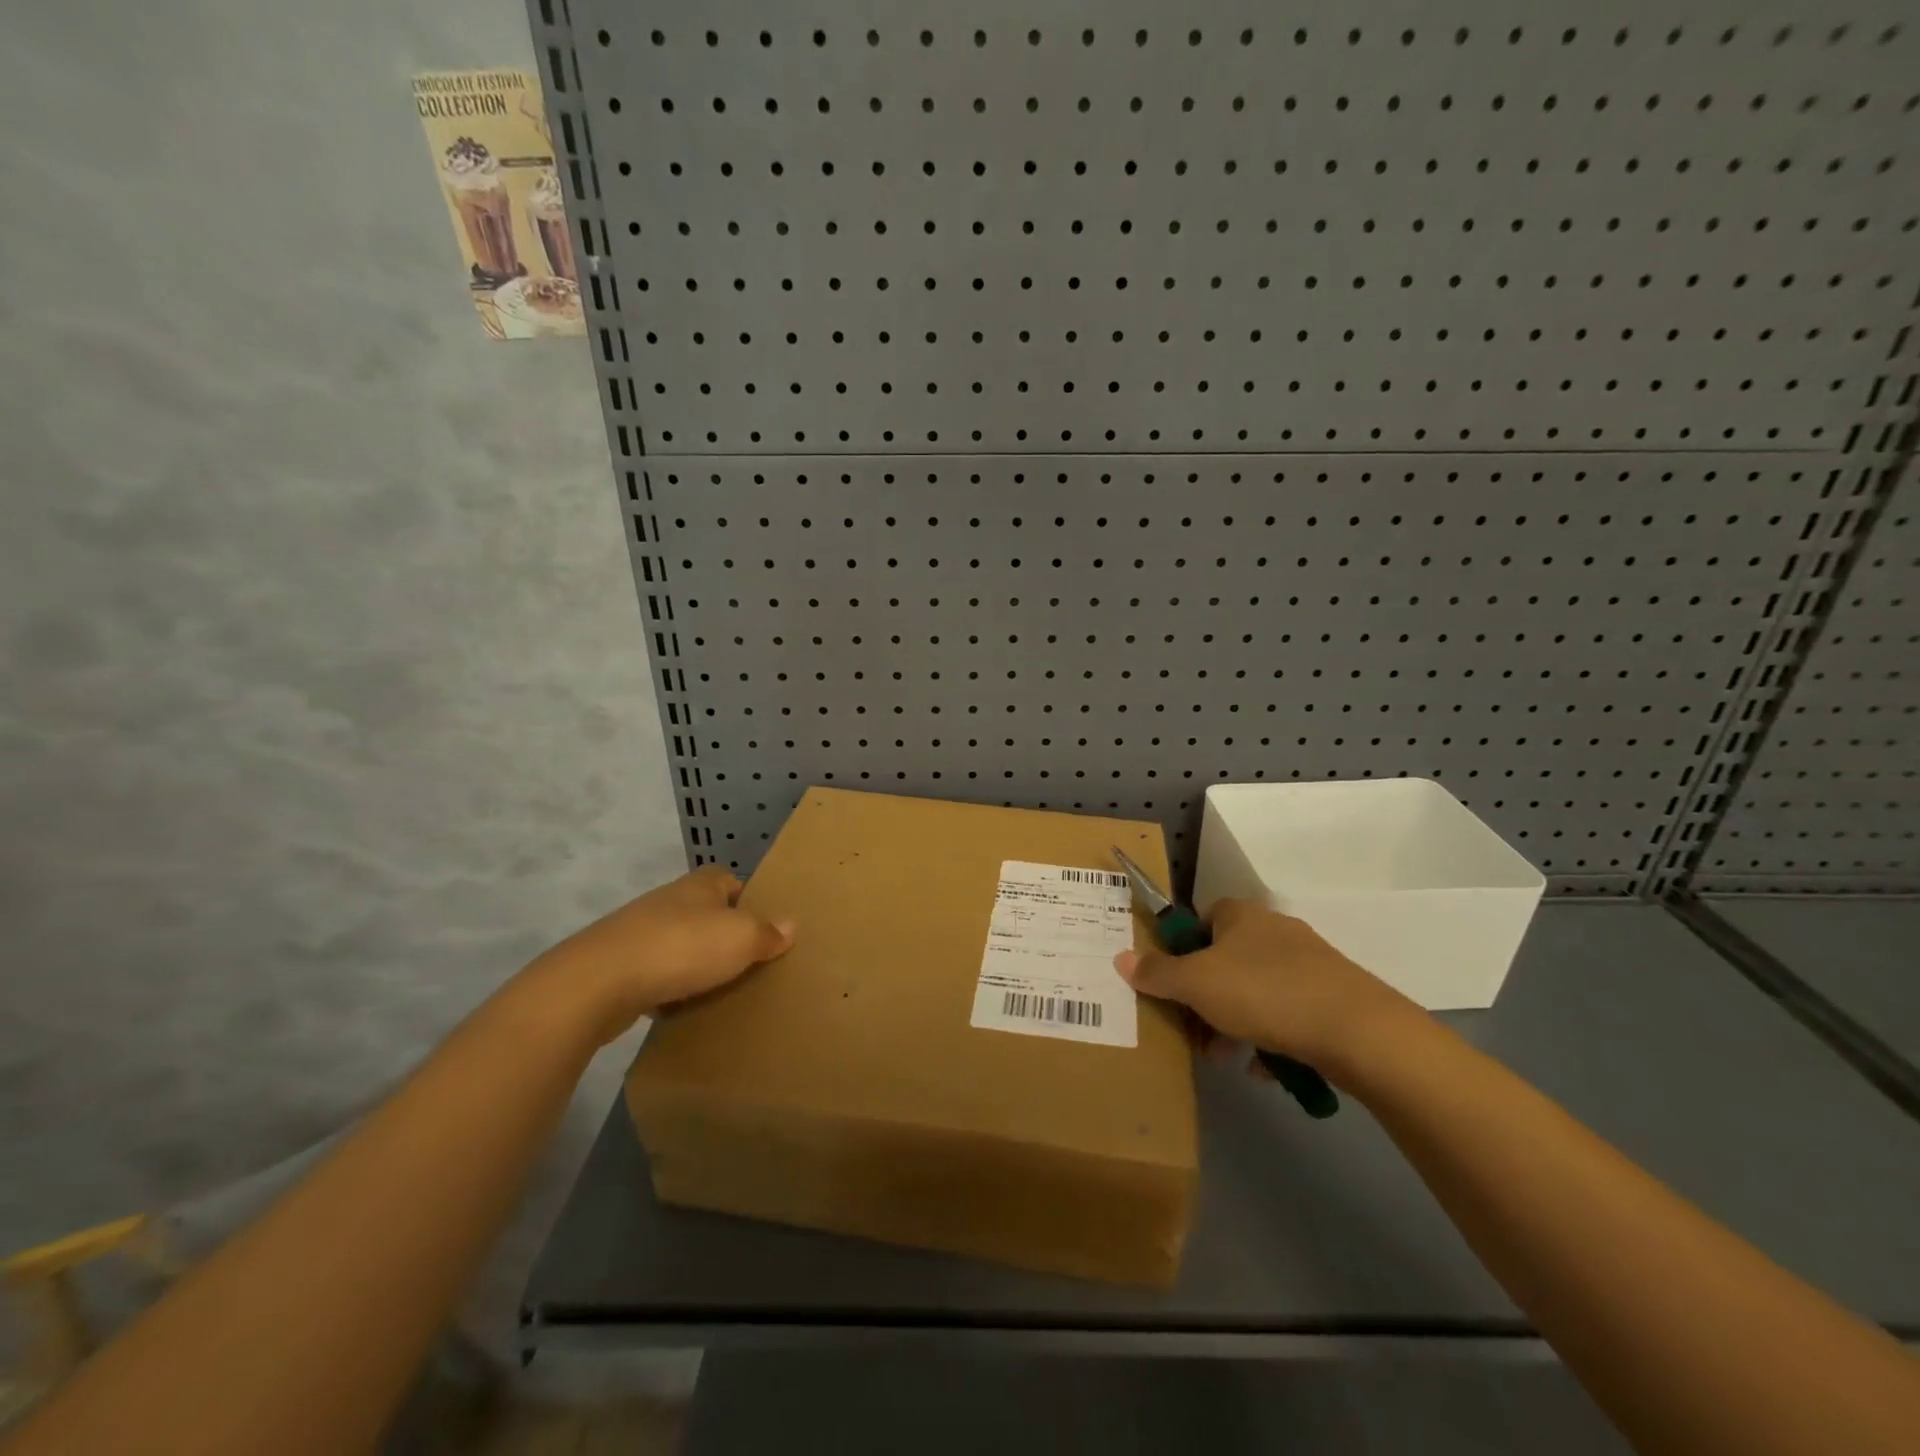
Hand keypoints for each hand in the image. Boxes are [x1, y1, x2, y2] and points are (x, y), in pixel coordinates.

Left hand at [520, 865, 793, 1045]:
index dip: (750, 900)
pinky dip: (670, 988)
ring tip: (722, 989)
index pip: (732, 881)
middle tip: (751, 963)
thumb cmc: (681, 948)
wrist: (598, 983)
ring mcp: (640, 932)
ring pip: (681, 945)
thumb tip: (791, 925)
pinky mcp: (619, 965)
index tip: (766, 927)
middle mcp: (670, 901)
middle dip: (725, 935)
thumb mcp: (740, 938)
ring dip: (696, 963)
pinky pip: (657, 974)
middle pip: (707, 914)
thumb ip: (768, 933)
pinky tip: (683, 1009)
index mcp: (700, 885)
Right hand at [1115, 898, 1415, 1069]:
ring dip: (1236, 1022)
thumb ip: (1157, 972)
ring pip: (1257, 991)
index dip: (1183, 950)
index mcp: (1241, 915)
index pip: (1202, 920)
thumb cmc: (1264, 993)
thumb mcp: (1196, 984)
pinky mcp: (1335, 997)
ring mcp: (1310, 963)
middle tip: (1195, 1032)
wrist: (1358, 1031)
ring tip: (1227, 1058)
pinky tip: (1265, 1068)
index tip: (1174, 985)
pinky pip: (1289, 1013)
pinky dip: (1272, 1037)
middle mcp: (1275, 930)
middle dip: (1206, 998)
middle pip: (1227, 960)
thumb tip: (1121, 958)